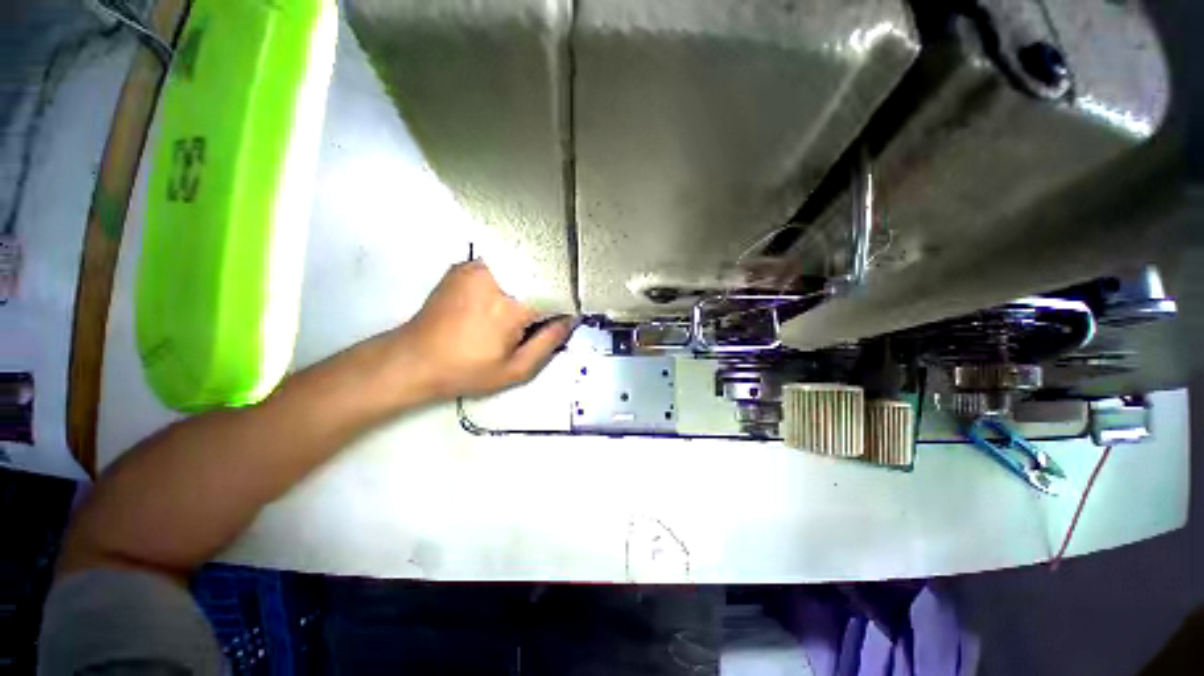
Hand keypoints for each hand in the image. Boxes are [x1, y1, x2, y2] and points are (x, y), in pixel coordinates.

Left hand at [391, 260, 573, 398]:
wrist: (415, 359)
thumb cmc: (467, 370)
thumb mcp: (515, 369)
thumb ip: (549, 343)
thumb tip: (569, 320)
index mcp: (511, 306)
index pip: (556, 293)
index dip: (563, 305)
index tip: (561, 319)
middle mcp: (496, 277)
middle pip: (539, 273)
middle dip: (548, 289)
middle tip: (541, 314)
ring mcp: (477, 267)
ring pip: (520, 265)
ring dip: (529, 281)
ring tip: (520, 305)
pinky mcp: (464, 266)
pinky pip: (500, 264)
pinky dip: (510, 275)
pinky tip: (502, 295)